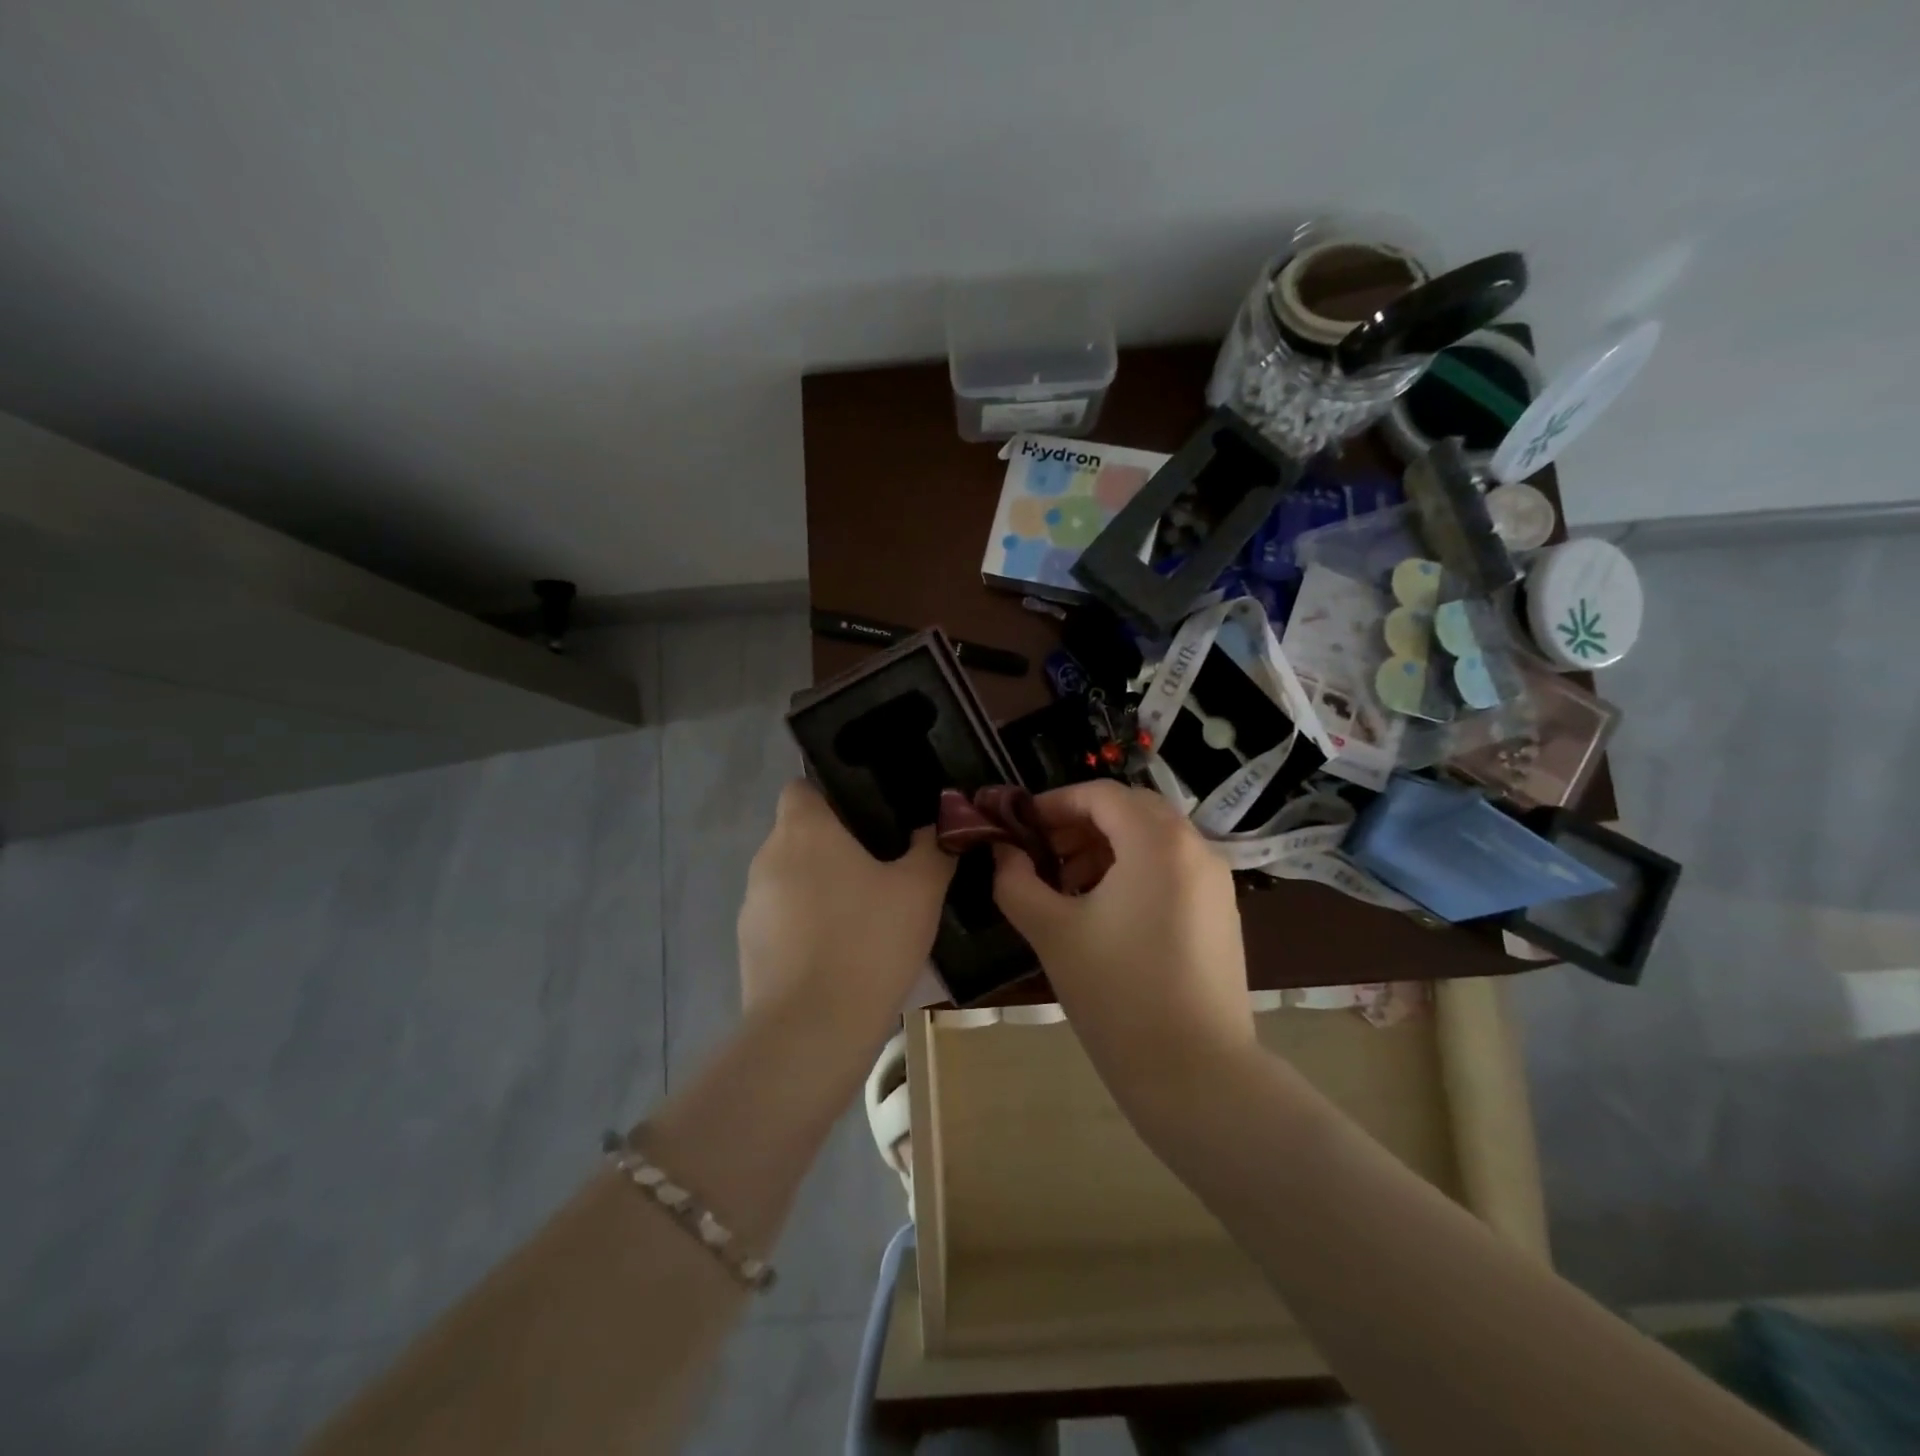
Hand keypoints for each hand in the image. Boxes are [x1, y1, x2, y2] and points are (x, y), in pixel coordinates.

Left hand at [738, 781, 954, 1036]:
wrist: (813, 1031)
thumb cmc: (868, 942)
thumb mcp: (920, 890)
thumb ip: (933, 848)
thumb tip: (940, 824)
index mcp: (803, 831)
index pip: (800, 788)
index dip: (831, 795)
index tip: (868, 818)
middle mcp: (767, 858)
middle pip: (798, 835)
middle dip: (834, 846)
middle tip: (881, 868)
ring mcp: (752, 906)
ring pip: (789, 879)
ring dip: (819, 888)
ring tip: (863, 916)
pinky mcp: (748, 949)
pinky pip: (781, 920)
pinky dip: (805, 926)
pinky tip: (839, 954)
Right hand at [990, 781, 1255, 1118]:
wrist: (1195, 1074)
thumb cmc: (1117, 994)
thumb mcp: (1052, 932)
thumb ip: (1016, 881)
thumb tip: (1002, 852)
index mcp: (1157, 841)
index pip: (1100, 795)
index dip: (1054, 803)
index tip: (1020, 827)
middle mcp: (1195, 848)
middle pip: (1130, 810)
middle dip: (1080, 823)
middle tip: (1042, 853)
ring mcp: (1215, 881)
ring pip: (1153, 838)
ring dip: (1107, 846)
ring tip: (1067, 885)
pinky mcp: (1221, 912)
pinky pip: (1172, 867)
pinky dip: (1134, 869)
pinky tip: (1105, 911)